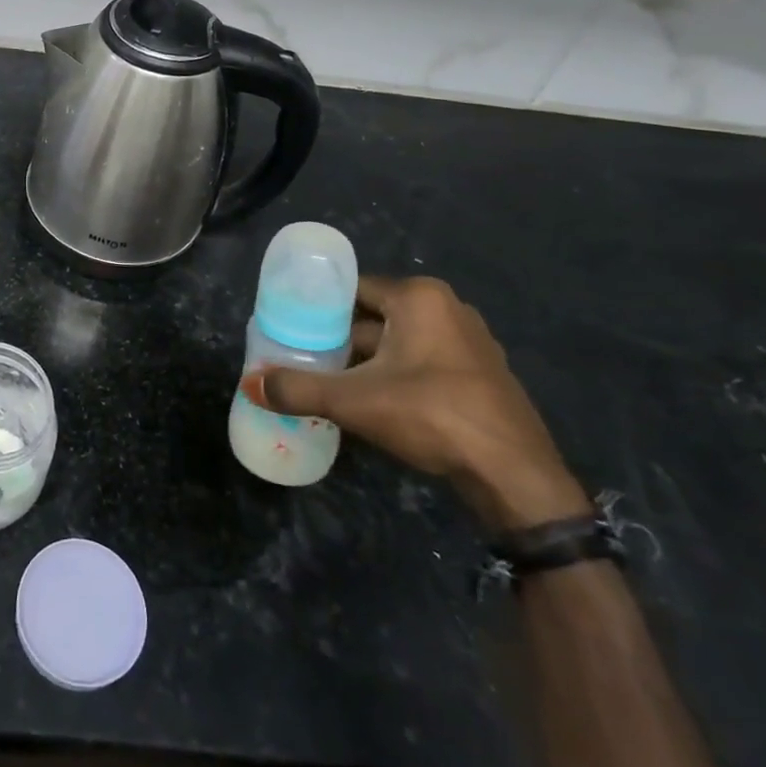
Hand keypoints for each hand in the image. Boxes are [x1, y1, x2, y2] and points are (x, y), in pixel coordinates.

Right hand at [244, 276, 588, 531]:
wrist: (515, 477)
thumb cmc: (432, 416)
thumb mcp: (355, 401)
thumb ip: (299, 389)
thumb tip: (250, 384)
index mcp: (419, 297)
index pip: (353, 289)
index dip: (318, 308)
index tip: (290, 327)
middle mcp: (447, 308)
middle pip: (375, 317)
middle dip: (340, 338)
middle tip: (303, 357)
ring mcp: (469, 343)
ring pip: (398, 343)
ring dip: (366, 361)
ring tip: (329, 381)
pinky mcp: (480, 375)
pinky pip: (422, 363)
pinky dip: (395, 376)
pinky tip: (372, 402)